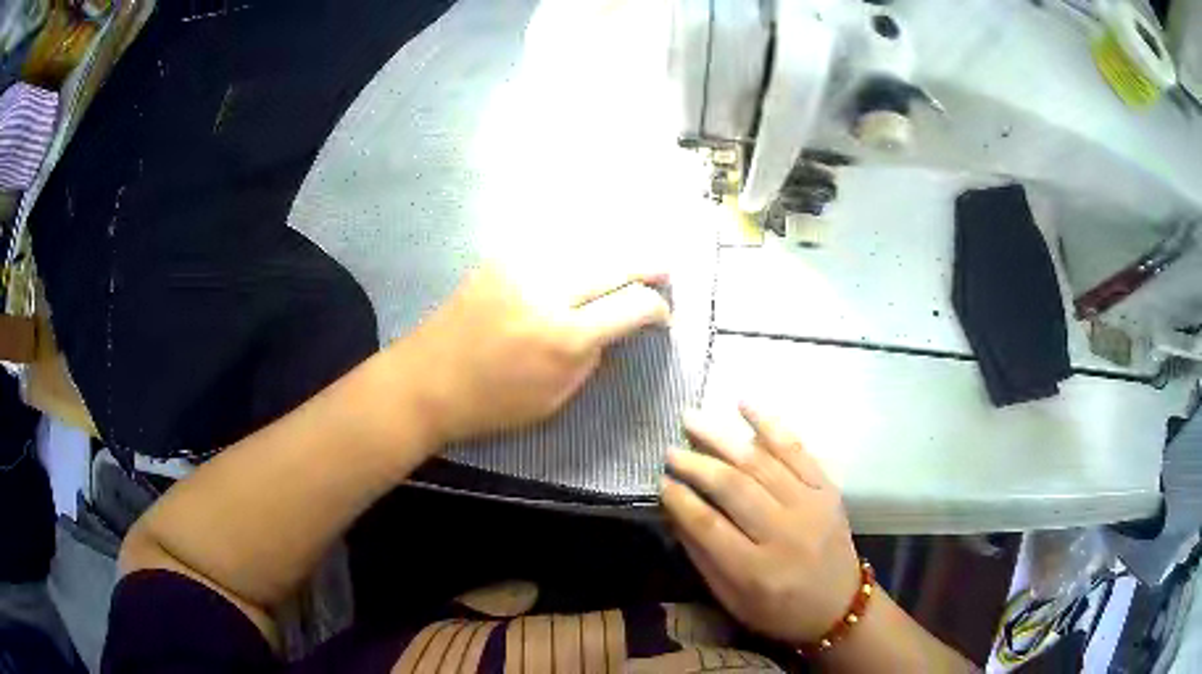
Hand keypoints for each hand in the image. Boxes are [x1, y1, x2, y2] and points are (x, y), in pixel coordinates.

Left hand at [401, 263, 670, 444]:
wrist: (425, 382)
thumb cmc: (490, 405)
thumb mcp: (554, 399)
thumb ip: (590, 359)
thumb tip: (610, 330)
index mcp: (564, 336)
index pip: (632, 306)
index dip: (656, 309)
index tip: (662, 315)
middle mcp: (548, 291)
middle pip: (614, 263)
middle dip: (647, 265)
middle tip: (666, 268)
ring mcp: (521, 267)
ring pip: (584, 244)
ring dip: (614, 249)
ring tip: (634, 254)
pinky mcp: (499, 259)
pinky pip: (551, 244)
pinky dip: (578, 247)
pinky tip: (588, 251)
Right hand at [661, 404, 860, 647]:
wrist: (840, 604)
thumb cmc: (779, 610)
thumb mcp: (732, 599)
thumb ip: (703, 557)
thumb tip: (676, 511)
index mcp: (756, 569)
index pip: (708, 525)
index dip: (681, 499)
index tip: (661, 481)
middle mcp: (785, 533)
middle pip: (734, 488)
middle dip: (697, 464)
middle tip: (670, 449)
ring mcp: (811, 506)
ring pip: (761, 462)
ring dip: (723, 438)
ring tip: (693, 420)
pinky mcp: (827, 489)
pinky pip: (797, 449)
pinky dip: (769, 424)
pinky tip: (744, 405)